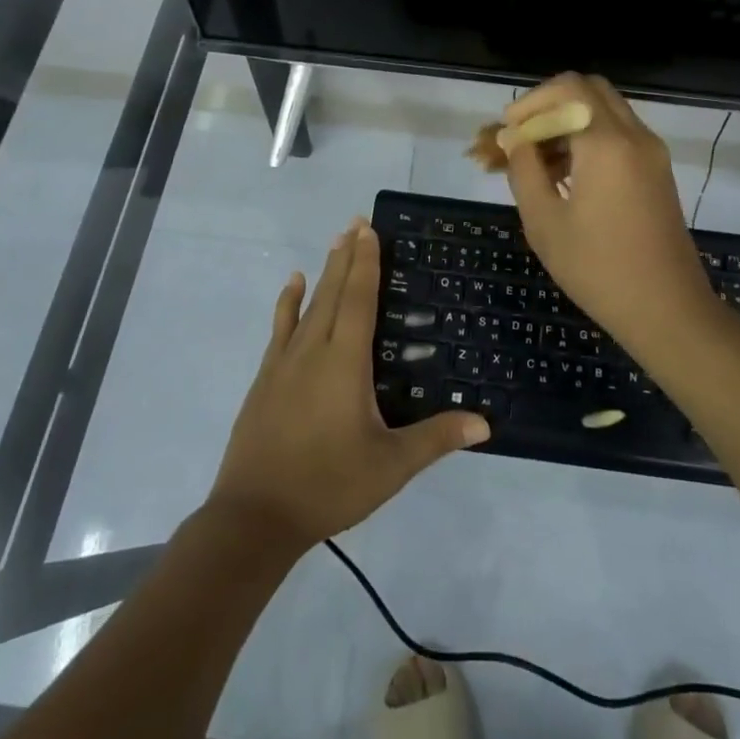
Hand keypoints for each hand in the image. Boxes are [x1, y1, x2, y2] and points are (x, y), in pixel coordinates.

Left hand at [208, 220, 489, 551]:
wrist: (255, 516)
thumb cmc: (328, 485)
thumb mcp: (390, 466)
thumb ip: (436, 439)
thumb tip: (484, 423)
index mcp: (345, 362)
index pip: (358, 299)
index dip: (366, 263)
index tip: (369, 229)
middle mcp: (314, 350)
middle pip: (333, 292)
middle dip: (347, 256)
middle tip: (357, 222)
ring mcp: (284, 362)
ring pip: (308, 305)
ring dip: (323, 272)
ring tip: (335, 242)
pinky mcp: (265, 378)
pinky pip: (280, 327)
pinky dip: (288, 302)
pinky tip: (292, 284)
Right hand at [501, 74, 715, 340]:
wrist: (668, 310)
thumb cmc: (598, 268)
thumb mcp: (544, 221)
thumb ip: (524, 170)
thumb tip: (513, 138)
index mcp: (606, 143)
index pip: (568, 88)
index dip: (531, 102)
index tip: (509, 134)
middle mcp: (634, 136)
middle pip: (589, 90)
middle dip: (550, 105)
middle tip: (524, 137)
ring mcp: (651, 153)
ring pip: (604, 112)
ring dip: (568, 123)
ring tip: (535, 163)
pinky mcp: (657, 171)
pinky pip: (618, 136)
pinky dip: (588, 140)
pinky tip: (563, 177)